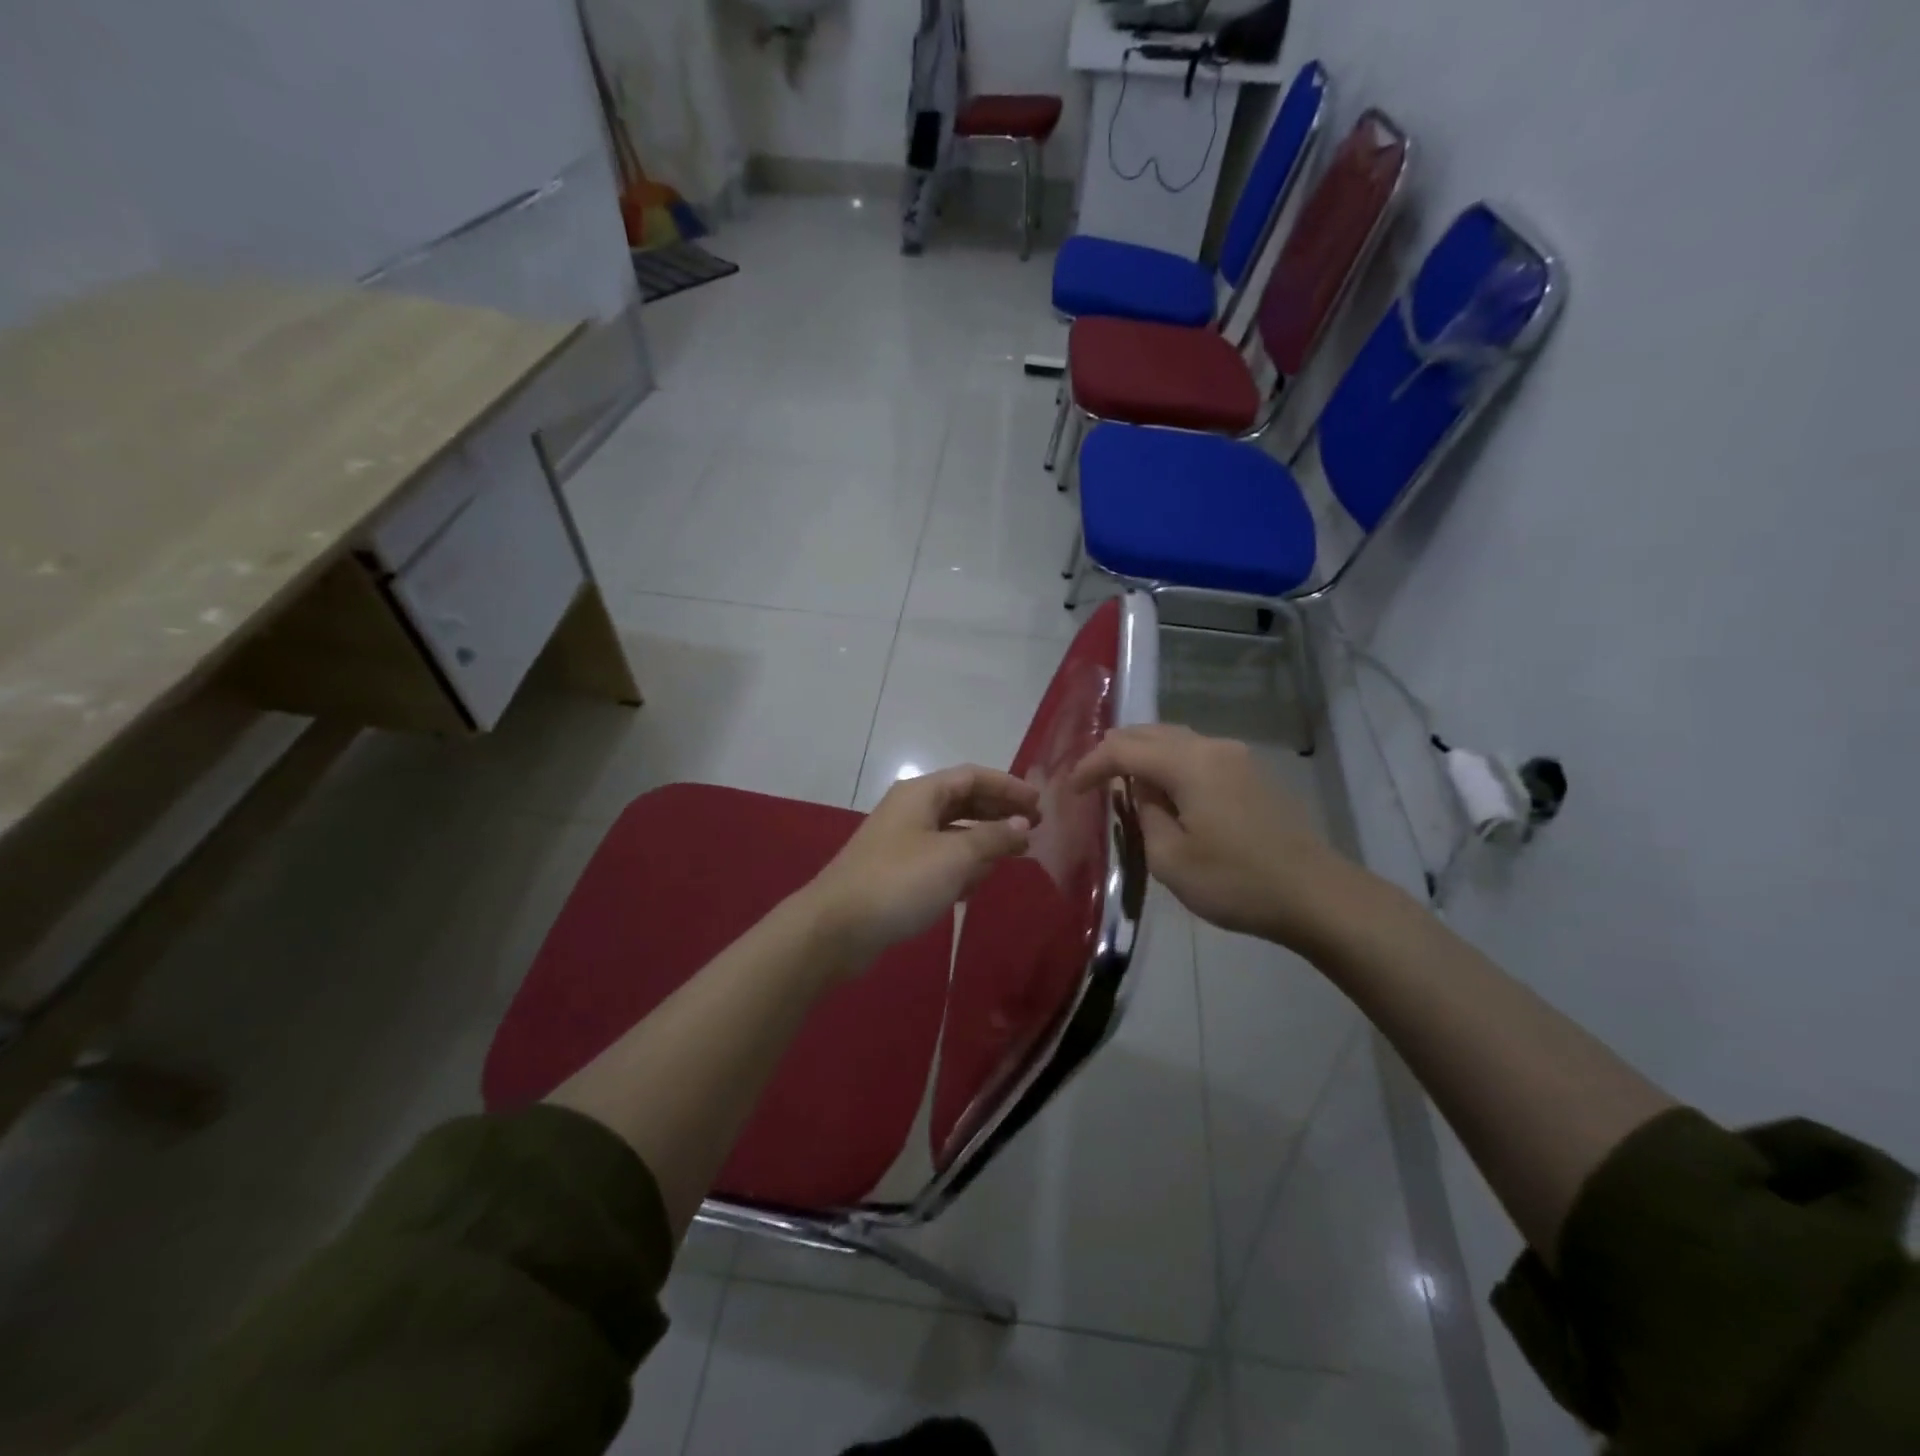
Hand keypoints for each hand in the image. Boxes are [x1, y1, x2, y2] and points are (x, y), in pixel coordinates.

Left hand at [804, 765, 1040, 970]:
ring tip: (1015, 855)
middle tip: (1034, 829)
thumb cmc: (900, 881)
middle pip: (963, 801)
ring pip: (952, 832)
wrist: (836, 928)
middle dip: (999, 813)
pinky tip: (978, 883)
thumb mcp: (954, 857)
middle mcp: (911, 810)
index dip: (1008, 786)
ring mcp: (901, 842)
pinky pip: (938, 859)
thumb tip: (1021, 823)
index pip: (973, 776)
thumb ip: (993, 837)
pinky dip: (962, 865)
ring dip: (983, 841)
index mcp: (922, 794)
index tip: (1039, 804)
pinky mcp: (896, 872)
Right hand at [1069, 724, 1357, 949]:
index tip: (1071, 790)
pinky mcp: (1253, 774)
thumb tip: (1141, 791)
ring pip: (1176, 740)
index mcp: (1189, 763)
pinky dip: (1170, 764)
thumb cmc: (1237, 882)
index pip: (1123, 748)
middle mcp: (1213, 747)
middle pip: (1150, 732)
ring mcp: (1238, 757)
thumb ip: (1145, 815)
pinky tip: (1165, 792)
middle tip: (1091, 779)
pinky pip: (1198, 755)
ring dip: (1144, 756)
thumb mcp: (1171, 859)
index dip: (1091, 765)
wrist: (1317, 896)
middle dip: (1115, 751)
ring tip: (1122, 783)